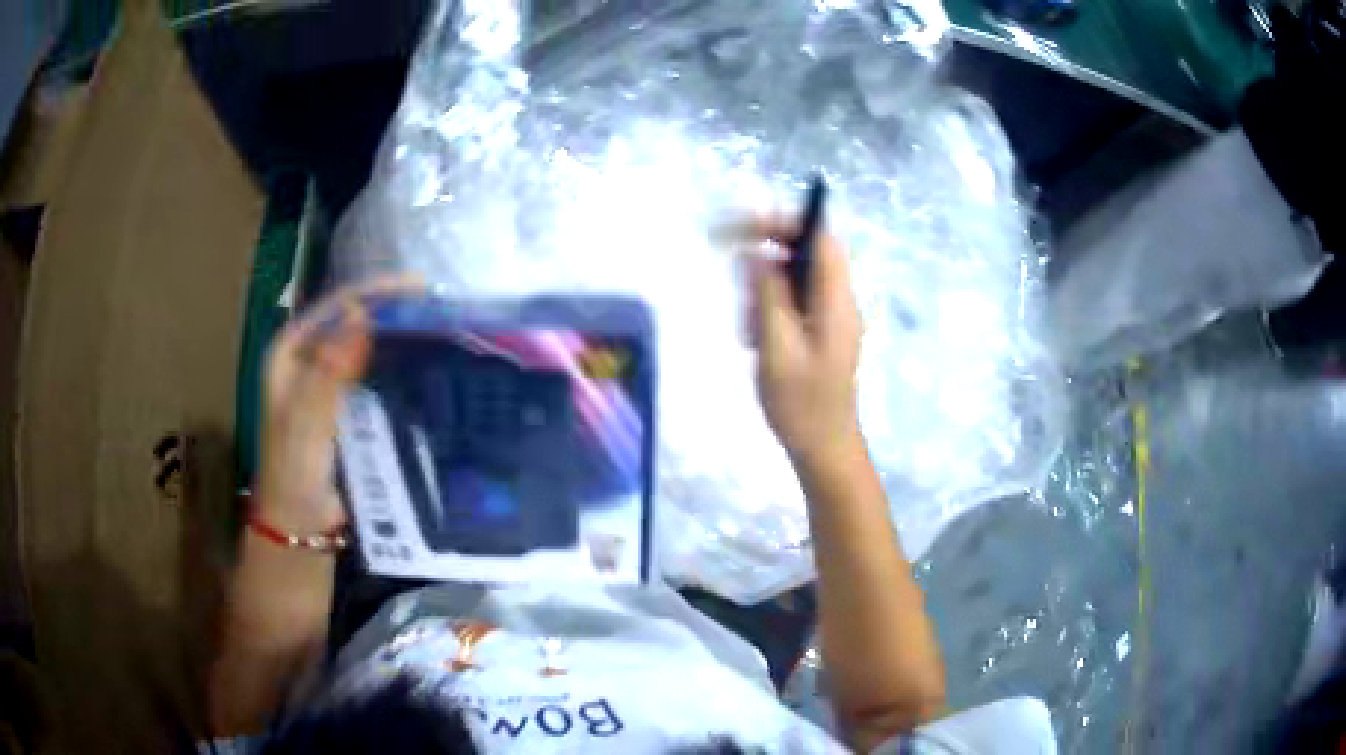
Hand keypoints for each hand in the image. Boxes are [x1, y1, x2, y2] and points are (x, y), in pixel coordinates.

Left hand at [256, 279, 418, 532]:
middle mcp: (309, 360)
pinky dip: (397, 369)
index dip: (374, 292)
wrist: (302, 526)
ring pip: (366, 349)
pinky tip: (425, 368)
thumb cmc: (294, 472)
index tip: (419, 287)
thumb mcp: (307, 420)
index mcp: (290, 352)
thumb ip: (329, 370)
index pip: (334, 308)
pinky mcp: (348, 408)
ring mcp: (329, 384)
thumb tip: (361, 314)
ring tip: (438, 330)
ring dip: (396, 338)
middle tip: (436, 308)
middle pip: (352, 322)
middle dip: (390, 311)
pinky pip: (375, 379)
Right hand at [745, 218, 863, 465]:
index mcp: (836, 299)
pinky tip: (757, 342)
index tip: (745, 230)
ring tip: (750, 331)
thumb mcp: (777, 347)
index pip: (818, 236)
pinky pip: (794, 303)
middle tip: (742, 293)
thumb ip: (768, 294)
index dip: (784, 222)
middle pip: (805, 254)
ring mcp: (832, 315)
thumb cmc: (800, 403)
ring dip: (765, 292)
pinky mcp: (822, 331)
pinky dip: (771, 311)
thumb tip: (757, 250)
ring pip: (795, 279)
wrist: (823, 446)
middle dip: (767, 263)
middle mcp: (839, 299)